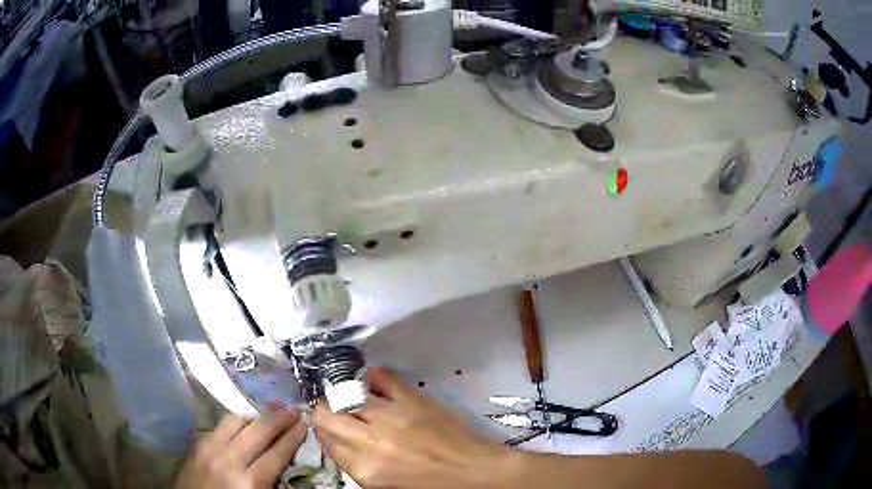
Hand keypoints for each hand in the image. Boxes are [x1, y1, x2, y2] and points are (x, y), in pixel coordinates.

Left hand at [175, 410, 306, 488]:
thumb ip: (273, 481)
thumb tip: (287, 459)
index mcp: (250, 482)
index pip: (277, 453)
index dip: (293, 437)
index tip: (305, 424)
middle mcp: (230, 459)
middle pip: (259, 431)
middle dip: (279, 419)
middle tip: (293, 411)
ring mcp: (210, 448)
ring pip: (236, 420)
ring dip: (256, 416)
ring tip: (269, 415)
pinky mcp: (198, 443)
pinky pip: (220, 424)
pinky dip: (236, 421)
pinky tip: (244, 424)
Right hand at [313, 367, 513, 487]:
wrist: (476, 473)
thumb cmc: (431, 487)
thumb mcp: (385, 486)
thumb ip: (359, 466)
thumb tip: (341, 445)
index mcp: (365, 470)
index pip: (327, 443)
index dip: (322, 432)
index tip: (324, 428)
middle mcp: (371, 441)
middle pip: (329, 416)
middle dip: (323, 412)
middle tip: (328, 410)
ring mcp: (392, 416)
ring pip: (349, 397)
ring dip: (343, 396)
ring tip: (347, 398)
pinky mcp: (413, 399)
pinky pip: (384, 378)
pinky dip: (374, 378)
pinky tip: (373, 384)